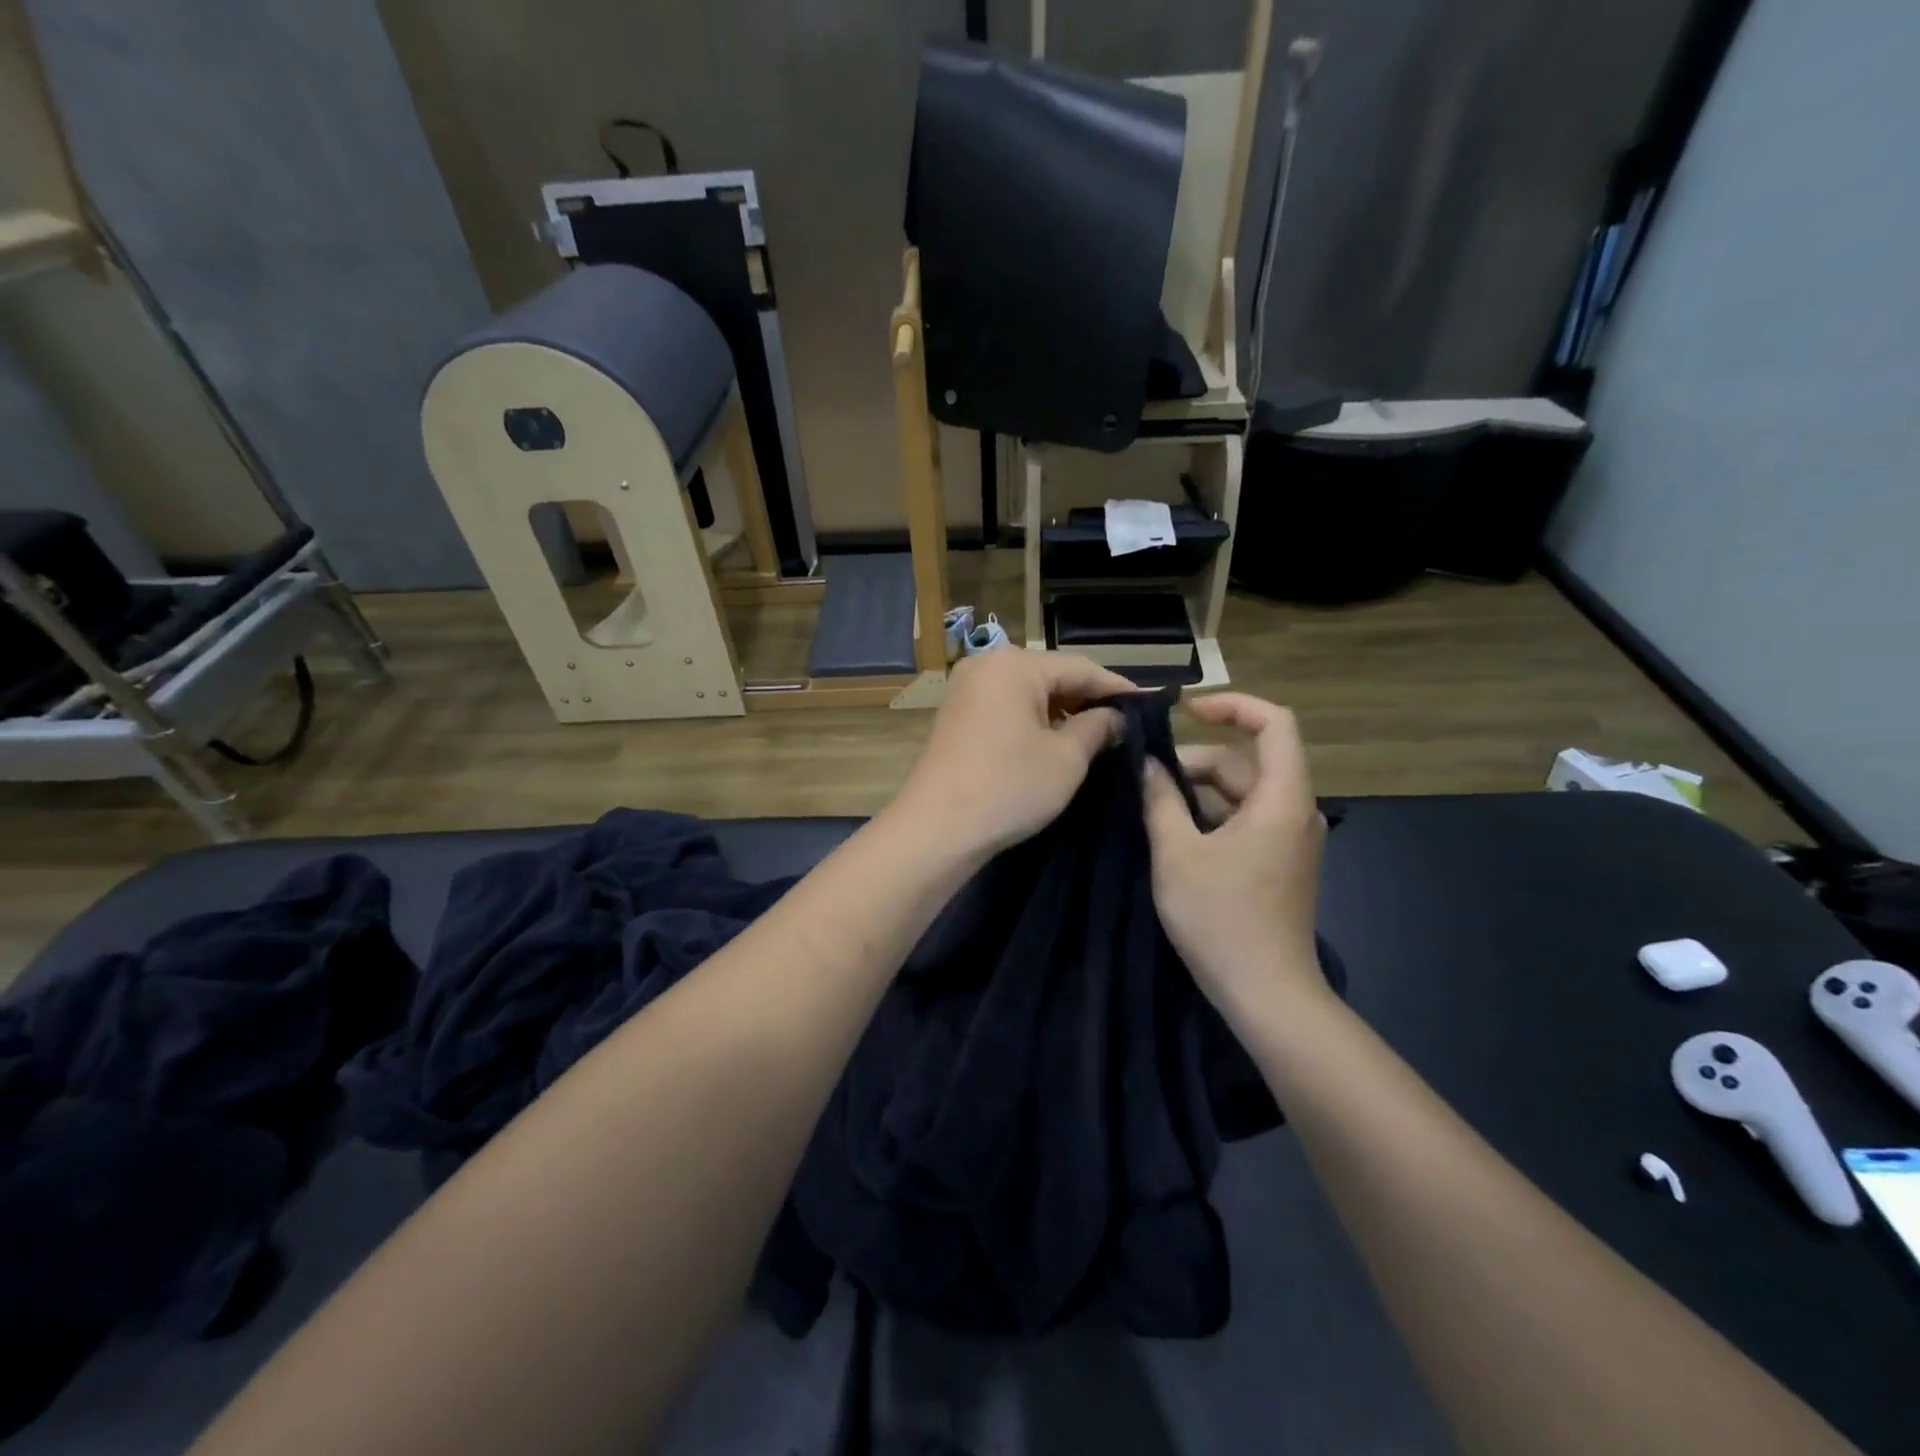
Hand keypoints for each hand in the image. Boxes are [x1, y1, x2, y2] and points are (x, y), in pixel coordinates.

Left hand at [891, 649, 1133, 859]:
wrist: (936, 829)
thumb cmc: (1009, 787)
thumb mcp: (1066, 759)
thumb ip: (1098, 728)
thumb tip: (1116, 717)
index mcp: (1014, 665)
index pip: (1081, 667)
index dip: (1117, 688)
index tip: (1149, 707)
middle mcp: (986, 665)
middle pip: (1052, 675)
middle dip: (1088, 700)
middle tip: (1125, 725)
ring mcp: (966, 689)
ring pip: (1029, 692)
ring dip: (1062, 712)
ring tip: (1097, 737)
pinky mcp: (957, 715)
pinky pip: (1007, 707)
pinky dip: (1034, 721)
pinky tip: (1056, 742)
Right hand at [1141, 694, 1328, 1014]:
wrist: (1266, 992)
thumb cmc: (1220, 918)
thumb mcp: (1177, 853)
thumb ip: (1160, 800)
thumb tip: (1147, 765)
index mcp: (1281, 799)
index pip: (1274, 723)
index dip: (1232, 705)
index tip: (1186, 710)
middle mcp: (1294, 811)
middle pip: (1247, 761)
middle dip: (1195, 762)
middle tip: (1146, 781)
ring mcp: (1289, 839)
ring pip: (1241, 792)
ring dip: (1197, 792)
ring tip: (1152, 810)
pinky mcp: (1279, 861)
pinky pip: (1245, 818)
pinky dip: (1210, 816)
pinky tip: (1174, 835)